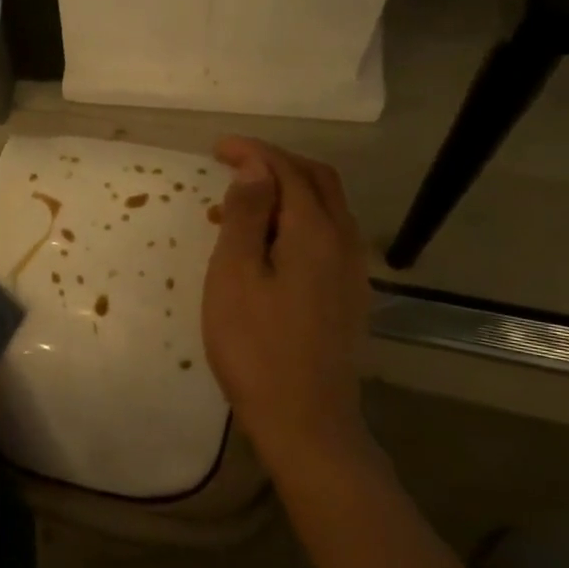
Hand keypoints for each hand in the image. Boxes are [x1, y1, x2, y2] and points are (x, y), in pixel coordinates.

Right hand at [202, 137, 374, 479]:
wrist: (306, 419)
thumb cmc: (256, 347)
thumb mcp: (234, 276)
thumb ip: (245, 216)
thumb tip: (254, 168)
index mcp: (315, 232)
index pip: (286, 171)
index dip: (253, 151)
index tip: (216, 148)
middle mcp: (344, 242)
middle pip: (317, 181)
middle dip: (276, 162)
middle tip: (232, 163)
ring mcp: (352, 271)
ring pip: (327, 207)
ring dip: (289, 189)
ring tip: (243, 199)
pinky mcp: (349, 295)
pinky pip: (328, 235)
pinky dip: (298, 218)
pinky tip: (271, 241)